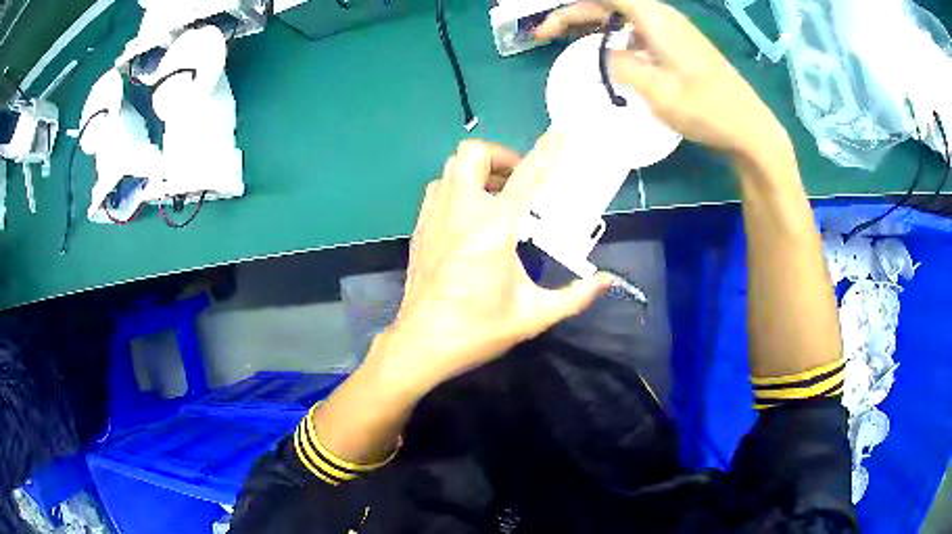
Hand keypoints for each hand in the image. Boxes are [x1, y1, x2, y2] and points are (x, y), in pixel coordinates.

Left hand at [375, 137, 611, 392]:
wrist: (421, 345)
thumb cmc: (477, 329)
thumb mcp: (533, 315)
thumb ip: (575, 296)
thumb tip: (607, 282)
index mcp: (493, 228)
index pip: (527, 175)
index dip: (549, 148)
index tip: (566, 128)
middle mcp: (461, 211)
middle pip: (473, 153)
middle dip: (500, 158)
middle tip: (518, 185)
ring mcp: (434, 217)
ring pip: (452, 168)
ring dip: (478, 173)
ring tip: (497, 200)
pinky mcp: (420, 228)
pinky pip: (439, 189)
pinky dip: (458, 189)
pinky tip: (471, 219)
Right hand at [535, 0, 789, 158]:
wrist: (749, 128)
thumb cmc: (707, 110)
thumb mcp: (658, 91)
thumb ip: (622, 66)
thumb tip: (603, 55)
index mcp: (655, 18)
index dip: (572, 7)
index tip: (547, 25)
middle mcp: (661, 16)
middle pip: (609, 3)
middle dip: (574, 14)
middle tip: (545, 35)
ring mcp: (671, 31)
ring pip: (621, 17)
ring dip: (592, 24)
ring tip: (566, 40)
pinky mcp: (677, 45)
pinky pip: (635, 30)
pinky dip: (613, 36)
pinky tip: (605, 53)